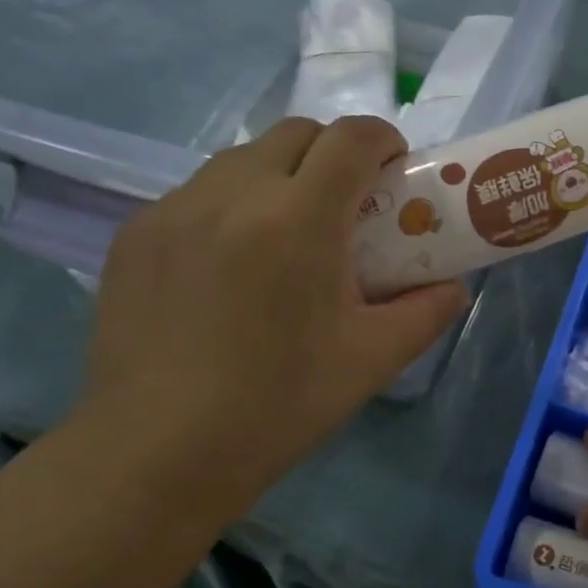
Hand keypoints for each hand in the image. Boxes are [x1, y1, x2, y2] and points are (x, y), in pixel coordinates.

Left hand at [72, 117, 467, 516]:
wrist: (157, 453)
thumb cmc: (278, 406)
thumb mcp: (371, 361)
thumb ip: (426, 313)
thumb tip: (453, 288)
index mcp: (298, 220)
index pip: (351, 138)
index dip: (384, 139)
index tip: (396, 167)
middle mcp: (232, 194)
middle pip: (296, 134)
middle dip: (334, 153)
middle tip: (348, 206)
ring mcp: (174, 210)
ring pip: (241, 160)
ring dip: (280, 177)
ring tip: (287, 237)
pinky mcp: (134, 235)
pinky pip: (196, 195)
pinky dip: (230, 208)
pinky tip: (230, 268)